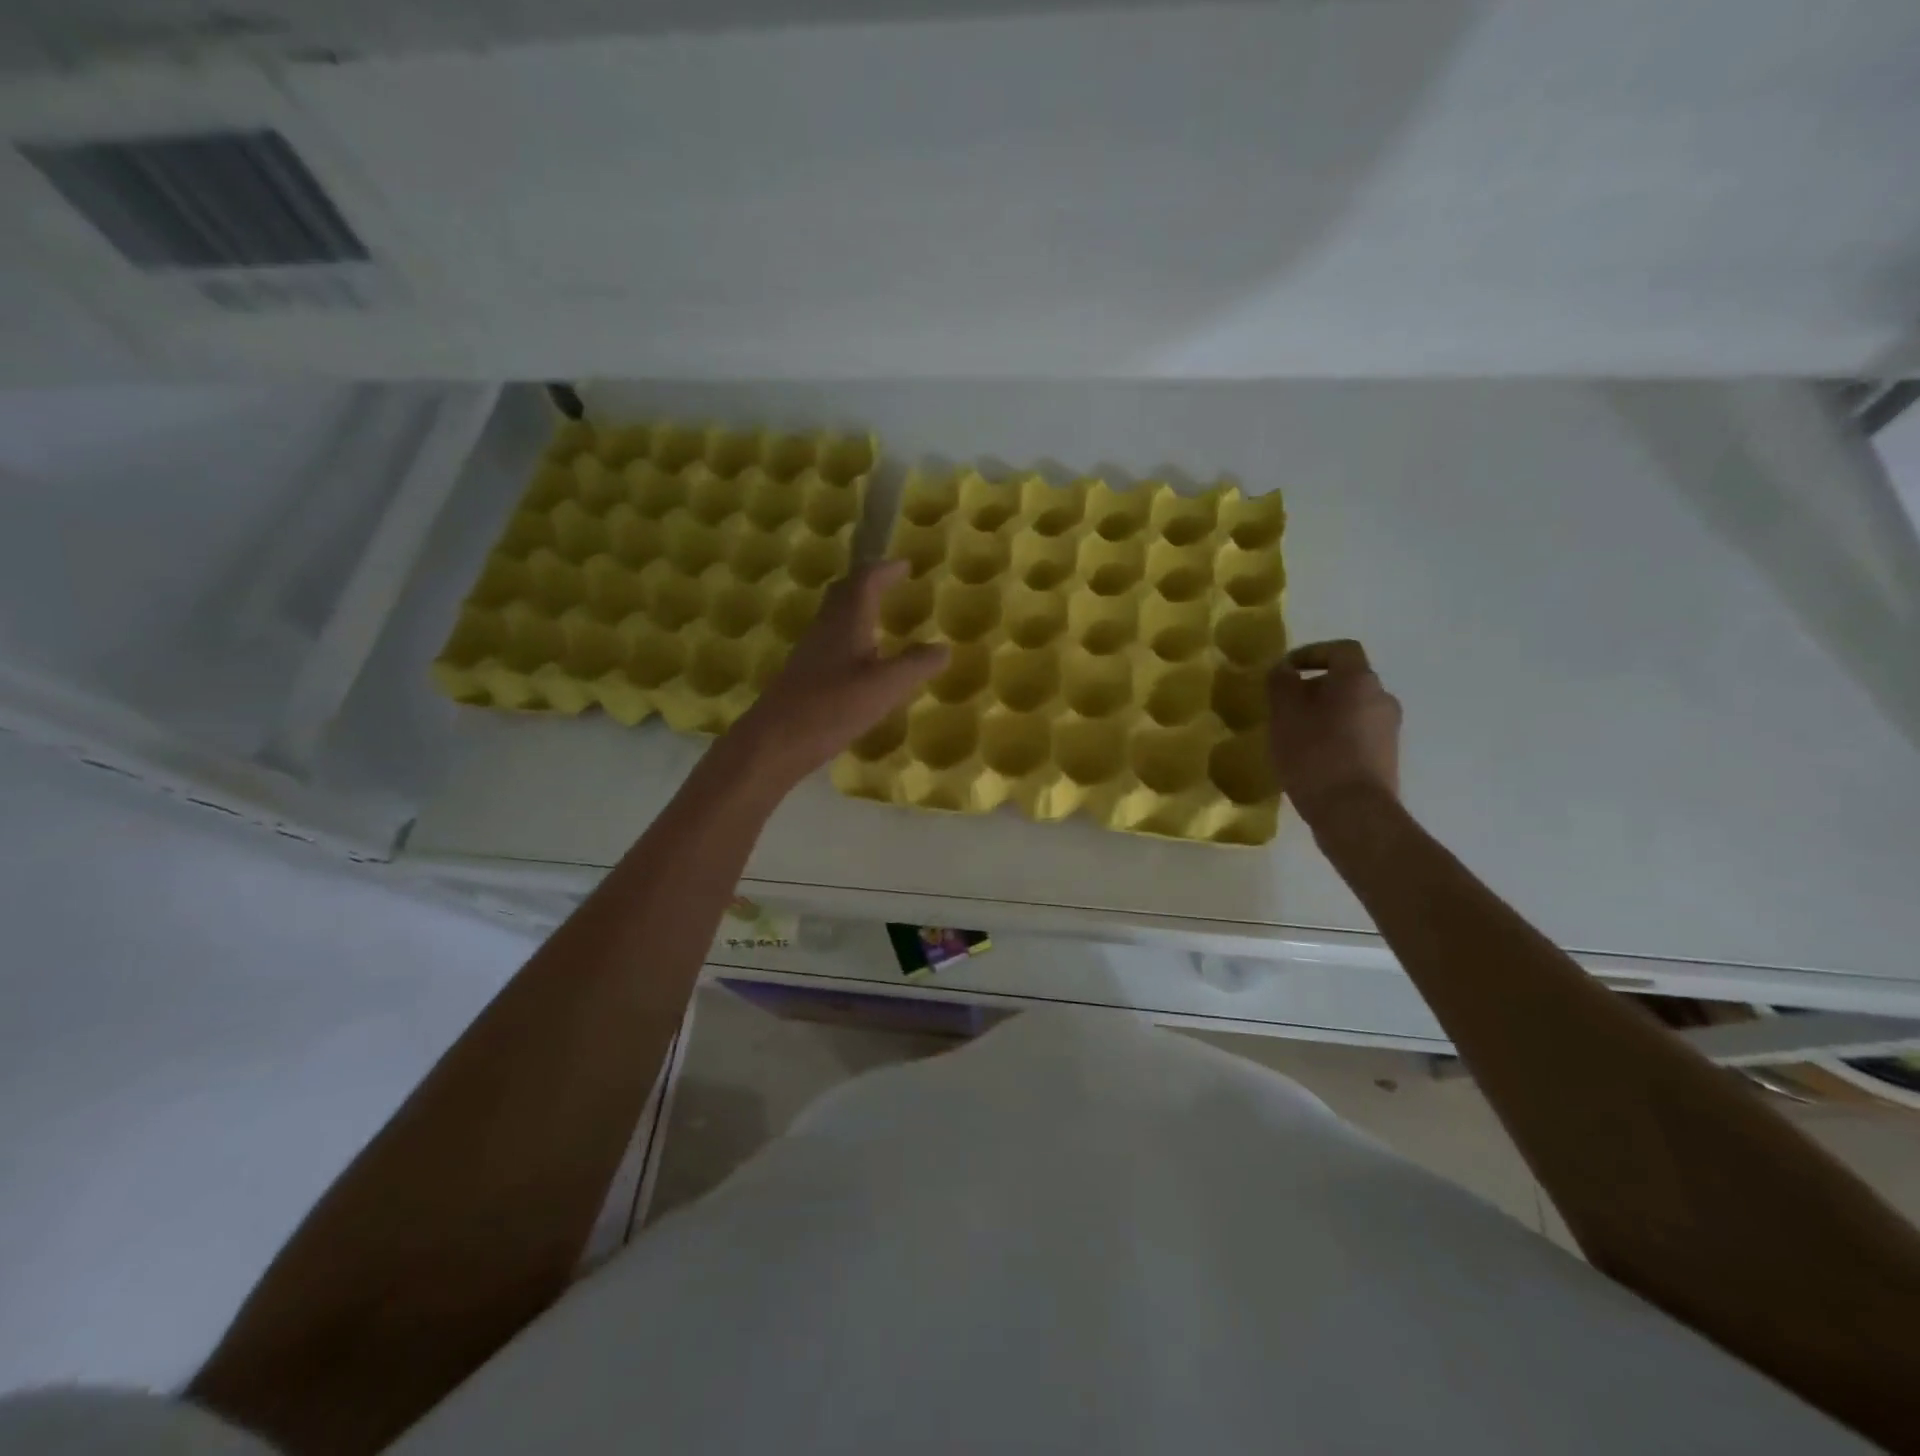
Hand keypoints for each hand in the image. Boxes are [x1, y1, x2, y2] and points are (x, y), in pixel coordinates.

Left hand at [731, 560, 947, 783]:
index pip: (865, 581)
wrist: (774, 741)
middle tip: (890, 583)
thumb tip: (944, 648)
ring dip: (857, 609)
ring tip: (880, 619)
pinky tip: (860, 662)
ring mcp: (810, 652)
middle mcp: (825, 629)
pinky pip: (830, 642)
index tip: (905, 566)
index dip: (885, 570)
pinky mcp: (803, 675)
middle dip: (867, 583)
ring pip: (835, 618)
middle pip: (844, 593)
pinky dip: (850, 638)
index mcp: (846, 622)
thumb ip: (916, 665)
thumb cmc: (832, 707)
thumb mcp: (885, 687)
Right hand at [1267, 639, 1400, 823]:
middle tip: (1284, 706)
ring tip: (1294, 735)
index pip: (1340, 650)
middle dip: (1314, 688)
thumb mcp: (1285, 714)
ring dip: (1324, 714)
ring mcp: (1388, 730)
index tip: (1285, 671)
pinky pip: (1356, 734)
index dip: (1311, 653)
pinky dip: (1334, 736)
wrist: (1353, 812)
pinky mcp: (1385, 758)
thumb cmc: (1315, 754)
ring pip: (1351, 709)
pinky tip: (1311, 757)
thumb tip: (1284, 670)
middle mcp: (1382, 698)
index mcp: (1360, 680)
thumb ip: (1281, 683)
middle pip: (1346, 681)